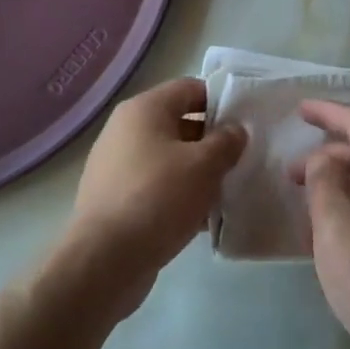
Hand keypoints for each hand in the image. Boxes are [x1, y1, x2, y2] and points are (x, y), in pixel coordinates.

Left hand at [64, 78, 244, 312]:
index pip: (190, 88)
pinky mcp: (114, 198)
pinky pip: (154, 185)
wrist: (105, 260)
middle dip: (210, 140)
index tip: (244, 123)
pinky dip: (177, 195)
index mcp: (144, 109)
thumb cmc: (158, 197)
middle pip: (179, 123)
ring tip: (224, 190)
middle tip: (239, 159)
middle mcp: (125, 129)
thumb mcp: (205, 165)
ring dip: (196, 171)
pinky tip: (200, 218)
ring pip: (168, 158)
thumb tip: (235, 131)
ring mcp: (115, 165)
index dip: (220, 101)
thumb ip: (226, 142)